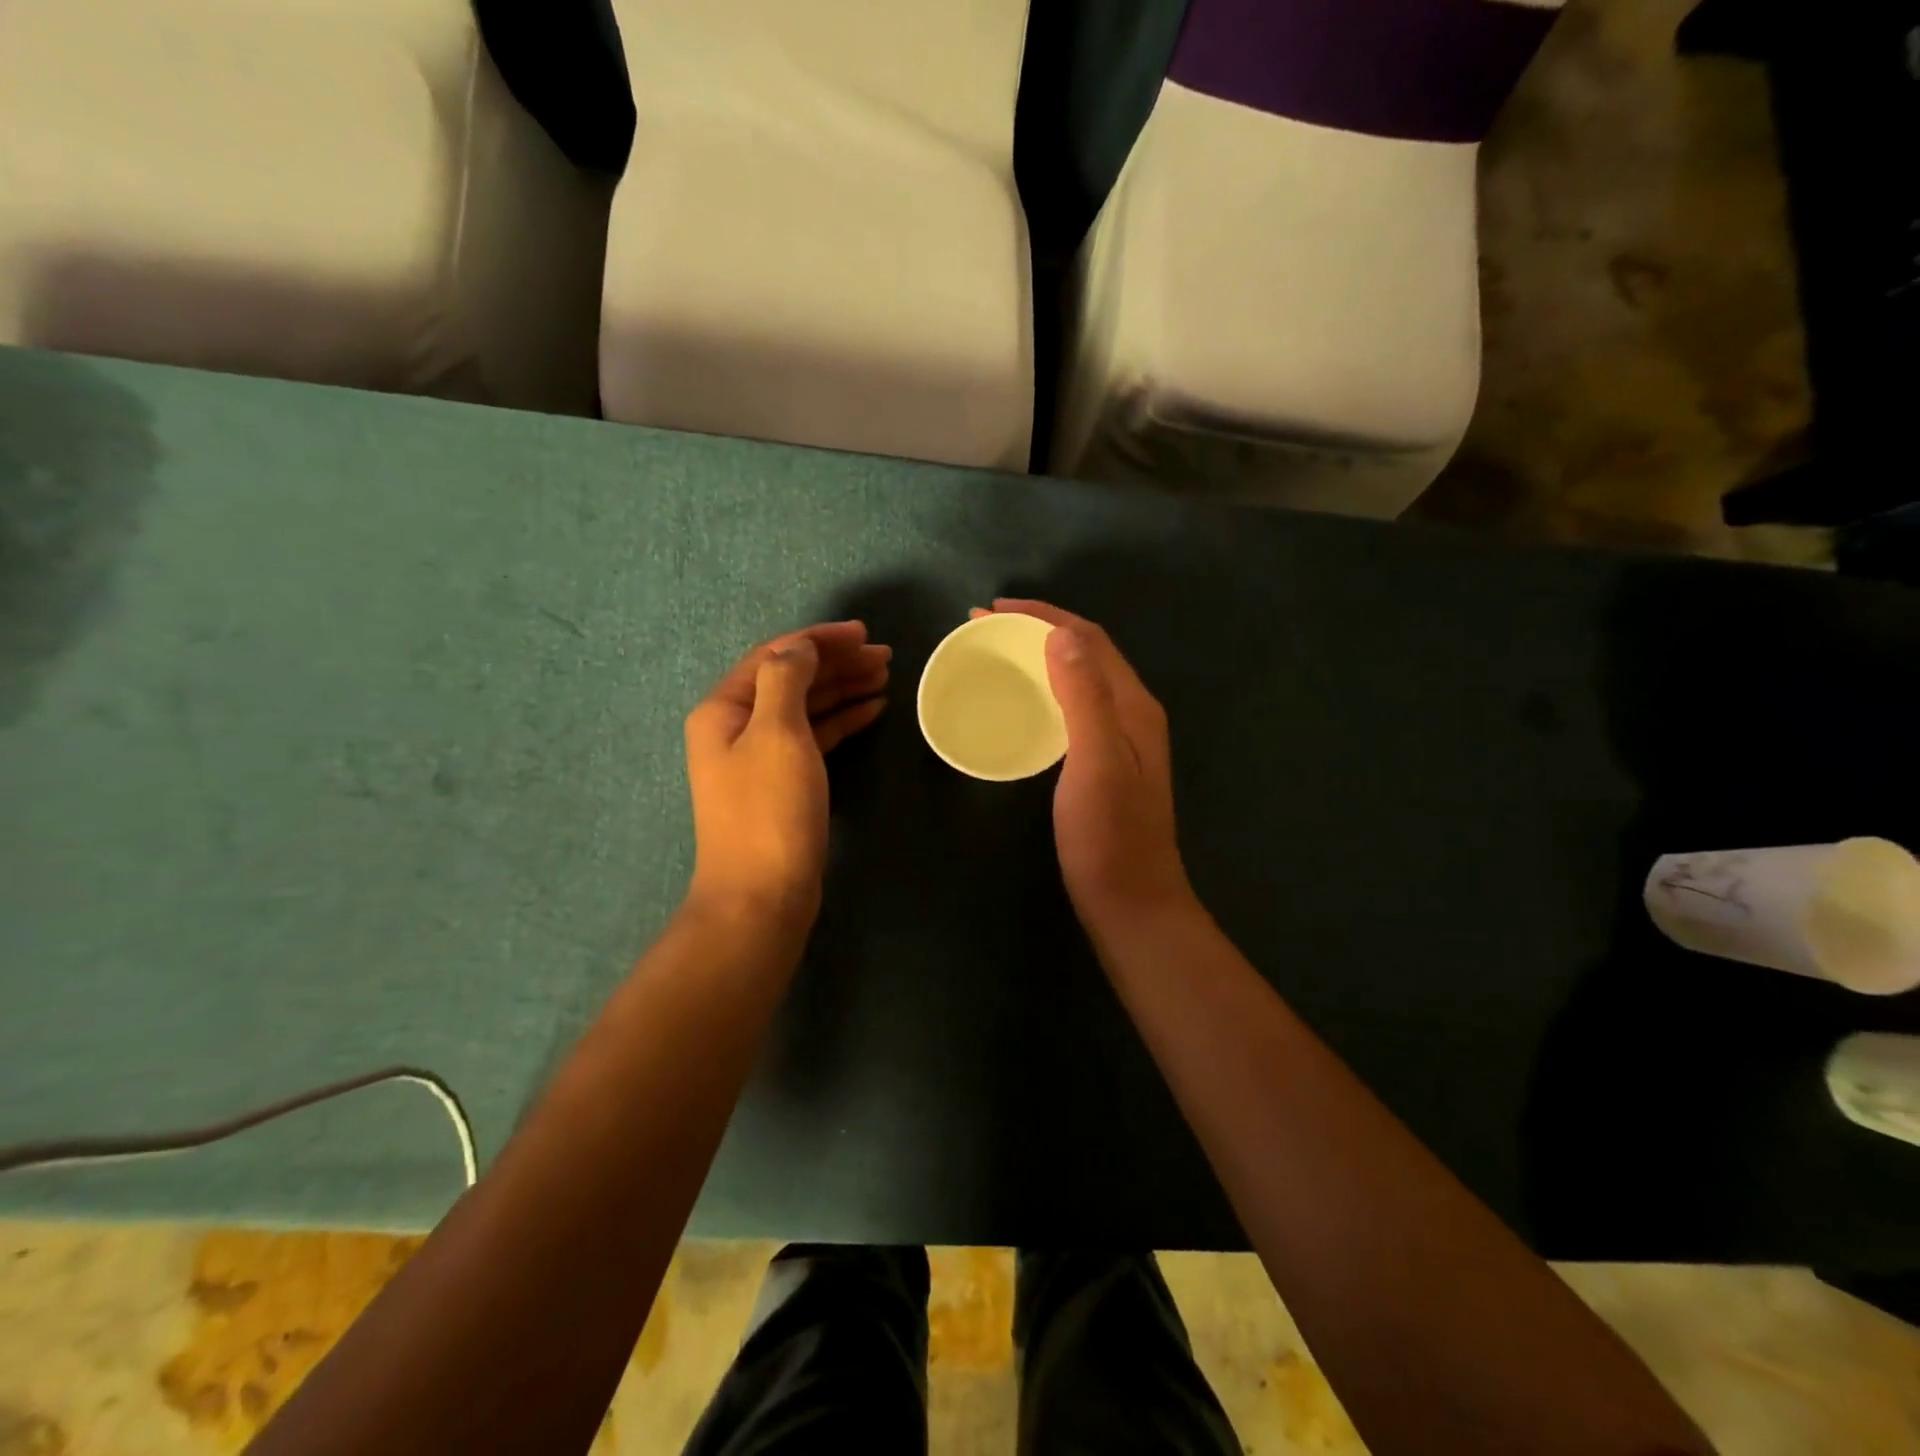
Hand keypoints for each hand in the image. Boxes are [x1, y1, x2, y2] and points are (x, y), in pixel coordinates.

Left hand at [684, 621, 888, 920]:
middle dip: (837, 663)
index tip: (864, 634)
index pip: (775, 655)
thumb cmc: (768, 810)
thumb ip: (786, 678)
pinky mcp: (783, 782)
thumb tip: (799, 646)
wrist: (761, 895)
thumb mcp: (777, 732)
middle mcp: (737, 726)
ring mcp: (760, 756)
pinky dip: (842, 720)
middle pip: (791, 679)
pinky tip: (872, 710)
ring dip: (843, 688)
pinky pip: (814, 737)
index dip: (820, 639)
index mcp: (725, 708)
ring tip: (885, 677)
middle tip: (885, 657)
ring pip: (806, 707)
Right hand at [973, 600, 1194, 932]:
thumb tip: (1060, 634)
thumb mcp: (1095, 760)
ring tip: (998, 655)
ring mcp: (1121, 740)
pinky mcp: (1105, 763)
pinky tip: (1023, 704)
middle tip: (985, 628)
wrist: (1131, 903)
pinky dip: (1044, 690)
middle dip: (1037, 630)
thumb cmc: (1109, 836)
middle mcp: (1132, 713)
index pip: (1088, 639)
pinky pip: (1073, 707)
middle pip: (1085, 653)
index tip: (991, 610)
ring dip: (1040, 658)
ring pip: (1079, 679)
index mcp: (1133, 705)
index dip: (1042, 616)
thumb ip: (1084, 695)